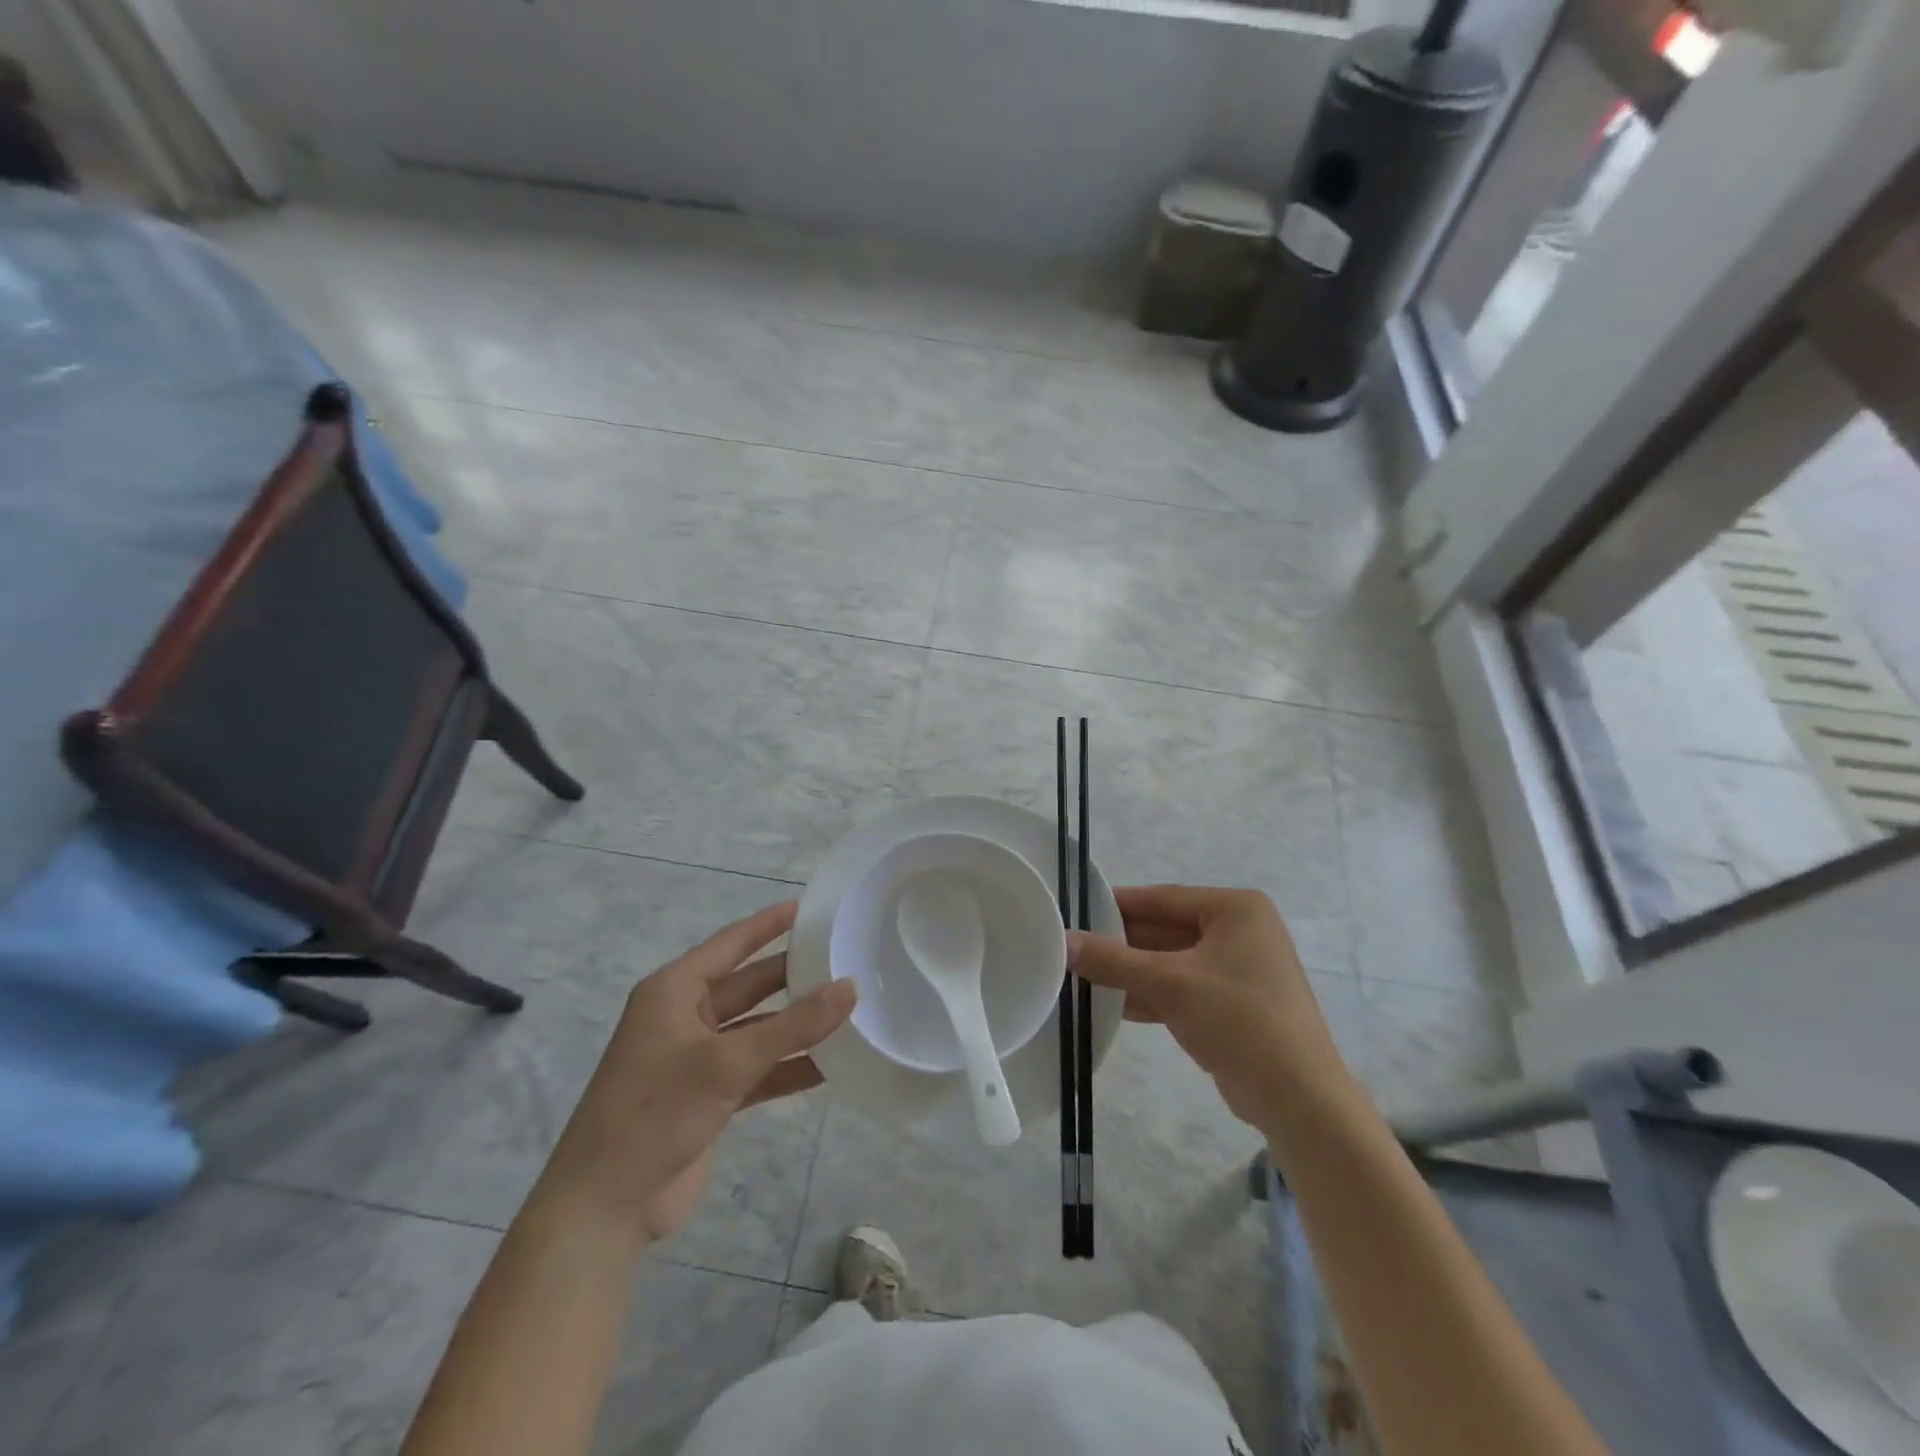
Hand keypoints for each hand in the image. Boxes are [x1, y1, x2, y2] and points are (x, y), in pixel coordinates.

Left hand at [527, 902, 856, 1250]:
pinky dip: (789, 1065)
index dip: (770, 924)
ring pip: (759, 1029)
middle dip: (794, 975)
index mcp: (674, 991)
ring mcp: (698, 1058)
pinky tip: (832, 1063)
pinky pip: (759, 1068)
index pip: (731, 944)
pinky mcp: (710, 1096)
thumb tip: (850, 987)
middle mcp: (686, 1016)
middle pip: (751, 985)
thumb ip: (792, 1026)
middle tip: (845, 958)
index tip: (812, 907)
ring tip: (851, 1007)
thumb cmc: (655, 1113)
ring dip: (798, 1024)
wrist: (604, 1210)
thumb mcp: (726, 1063)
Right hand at [1068, 885, 1354, 1132]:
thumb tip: (1063, 941)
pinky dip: (1150, 995)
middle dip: (1120, 945)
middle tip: (1072, 949)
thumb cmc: (1239, 1020)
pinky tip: (1110, 1004)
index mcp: (1235, 909)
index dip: (1115, 906)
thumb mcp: (1170, 984)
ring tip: (1081, 977)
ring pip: (1170, 962)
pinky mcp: (1232, 1004)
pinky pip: (1181, 988)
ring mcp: (1237, 970)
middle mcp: (1239, 931)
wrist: (1299, 1099)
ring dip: (1131, 972)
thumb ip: (1113, 960)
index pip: (1161, 899)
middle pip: (1164, 930)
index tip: (1074, 913)